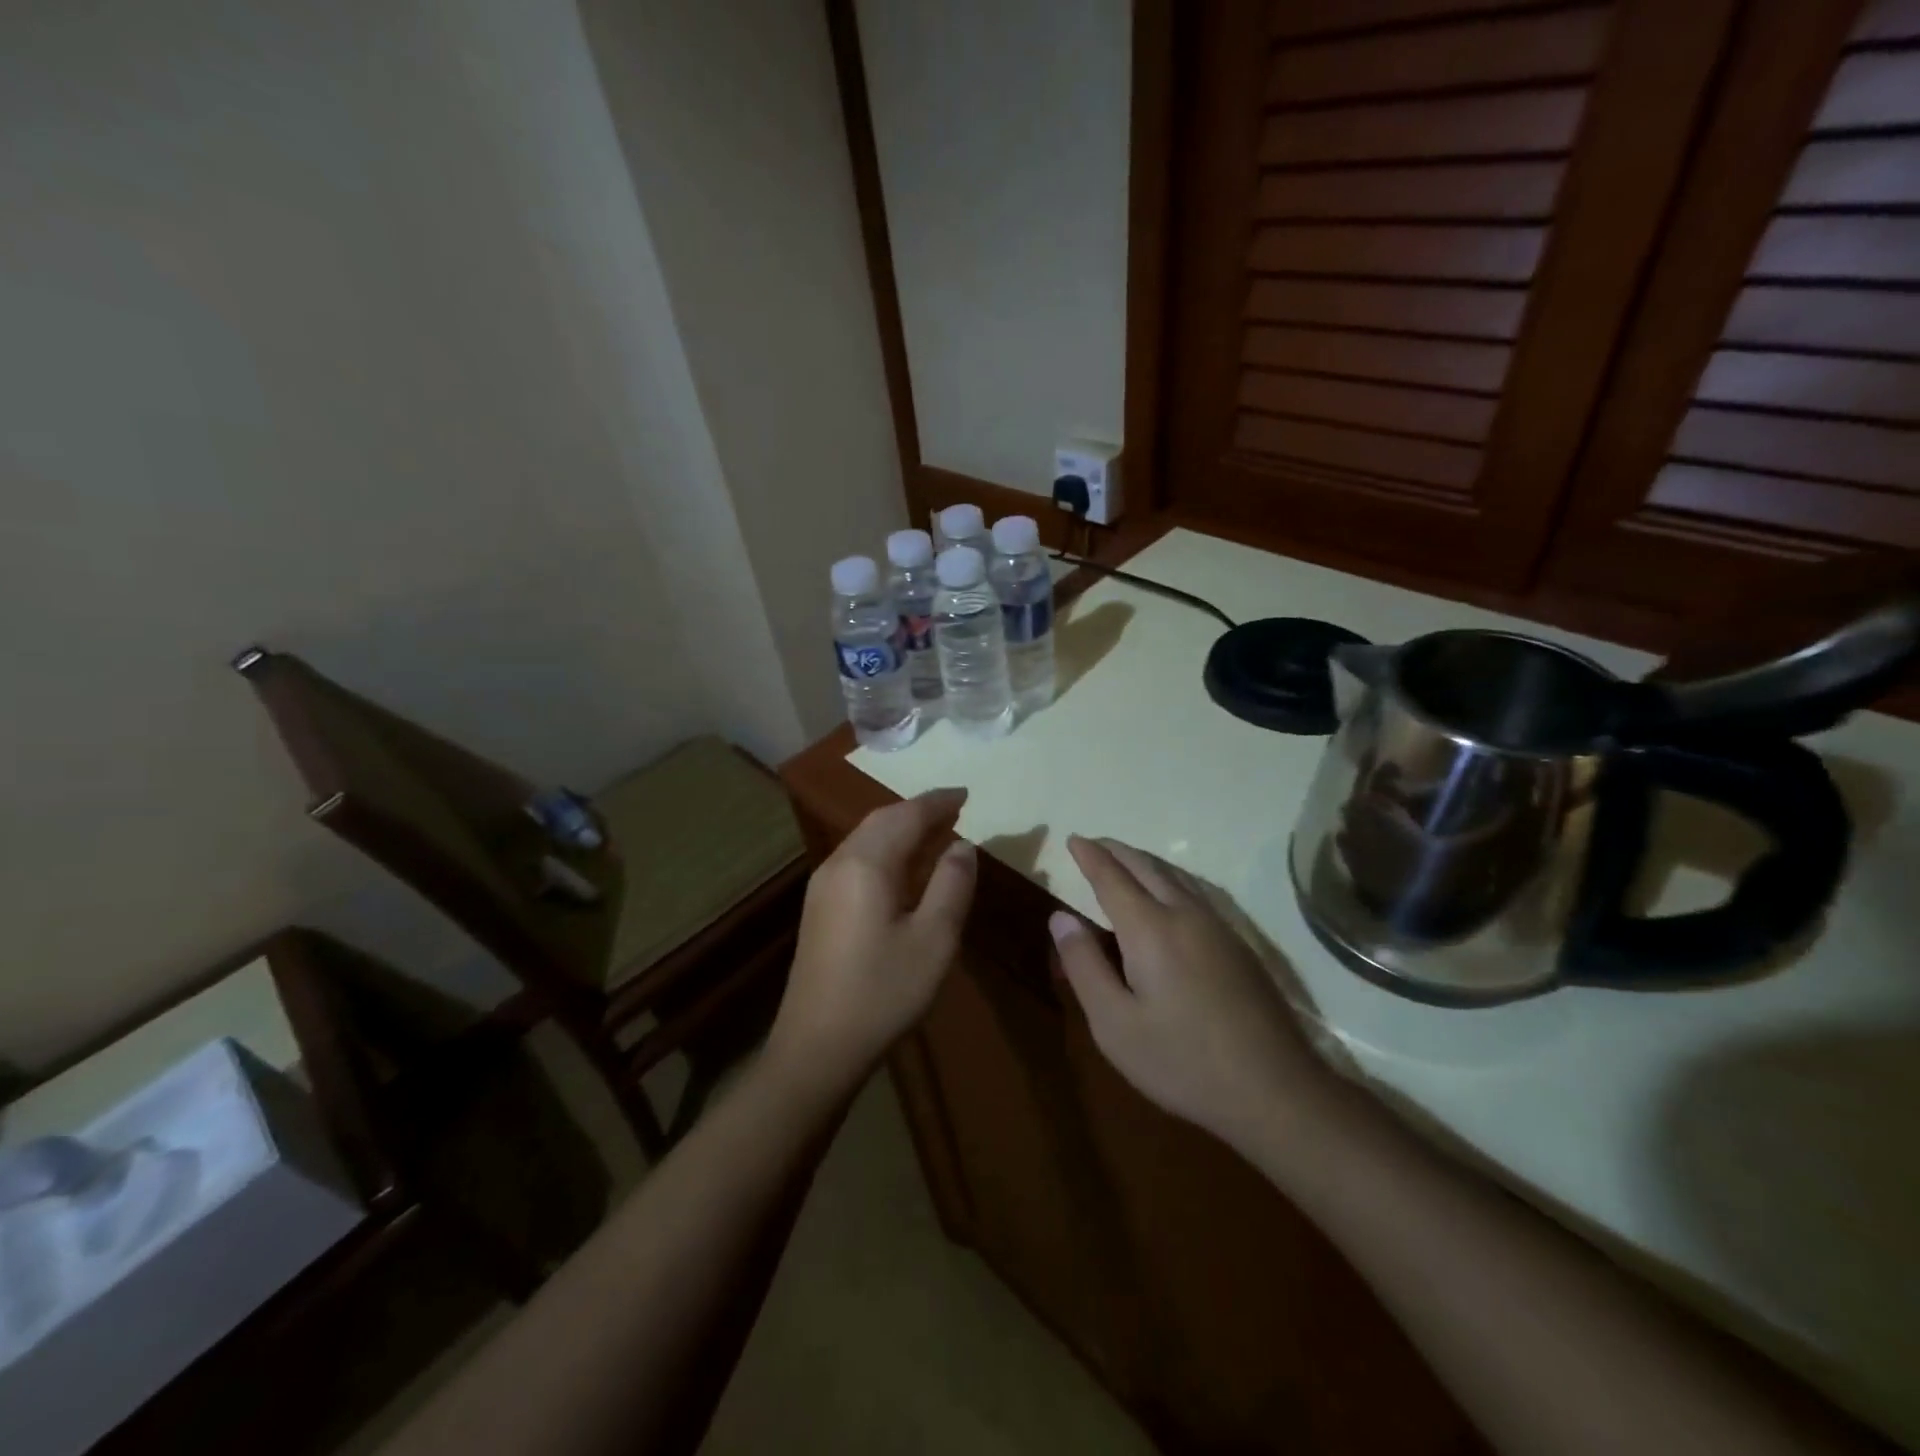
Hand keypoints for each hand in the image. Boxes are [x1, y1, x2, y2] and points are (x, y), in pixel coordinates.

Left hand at [768, 789, 977, 1082]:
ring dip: (901, 828)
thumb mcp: (934, 939)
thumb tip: (963, 845)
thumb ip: (952, 884)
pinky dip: (886, 848)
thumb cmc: (883, 992)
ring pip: (866, 838)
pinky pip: (857, 858)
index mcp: (867, 864)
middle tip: (956, 809)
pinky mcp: (819, 907)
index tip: (967, 793)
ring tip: (936, 832)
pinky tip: (904, 868)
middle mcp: (839, 863)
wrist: (817, 1046)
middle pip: (881, 820)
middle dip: (919, 810)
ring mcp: (823, 885)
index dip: (939, 801)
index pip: (907, 815)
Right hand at [1051, 835, 1336, 1151]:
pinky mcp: (1240, 946)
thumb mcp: (1114, 1024)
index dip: (1090, 856)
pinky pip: (1196, 892)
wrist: (1274, 1090)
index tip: (1073, 839)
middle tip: (1094, 843)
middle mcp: (1185, 915)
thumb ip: (1084, 965)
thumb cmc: (1182, 1061)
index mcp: (1150, 929)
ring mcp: (1219, 928)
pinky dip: (1170, 878)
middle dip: (1117, 851)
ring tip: (1126, 859)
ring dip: (1146, 861)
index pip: (1112, 878)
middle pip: (1147, 867)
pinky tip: (1171, 892)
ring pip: (1176, 876)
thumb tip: (1061, 917)